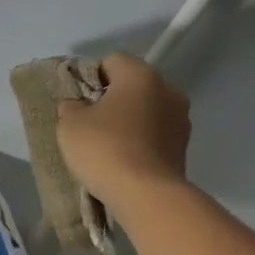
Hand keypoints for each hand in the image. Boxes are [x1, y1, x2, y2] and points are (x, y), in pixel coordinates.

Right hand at [56, 52, 191, 203]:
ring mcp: (181, 119)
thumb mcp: (70, 125)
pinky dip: (141, 141)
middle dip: (113, 99)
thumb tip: (78, 106)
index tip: (79, 101)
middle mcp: (168, 89)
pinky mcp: (184, 146)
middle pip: (133, 85)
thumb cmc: (104, 148)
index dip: (91, 77)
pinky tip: (124, 160)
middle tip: (91, 124)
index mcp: (140, 75)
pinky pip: (156, 134)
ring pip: (147, 110)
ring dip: (130, 121)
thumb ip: (71, 107)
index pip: (112, 60)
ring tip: (109, 146)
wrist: (145, 194)